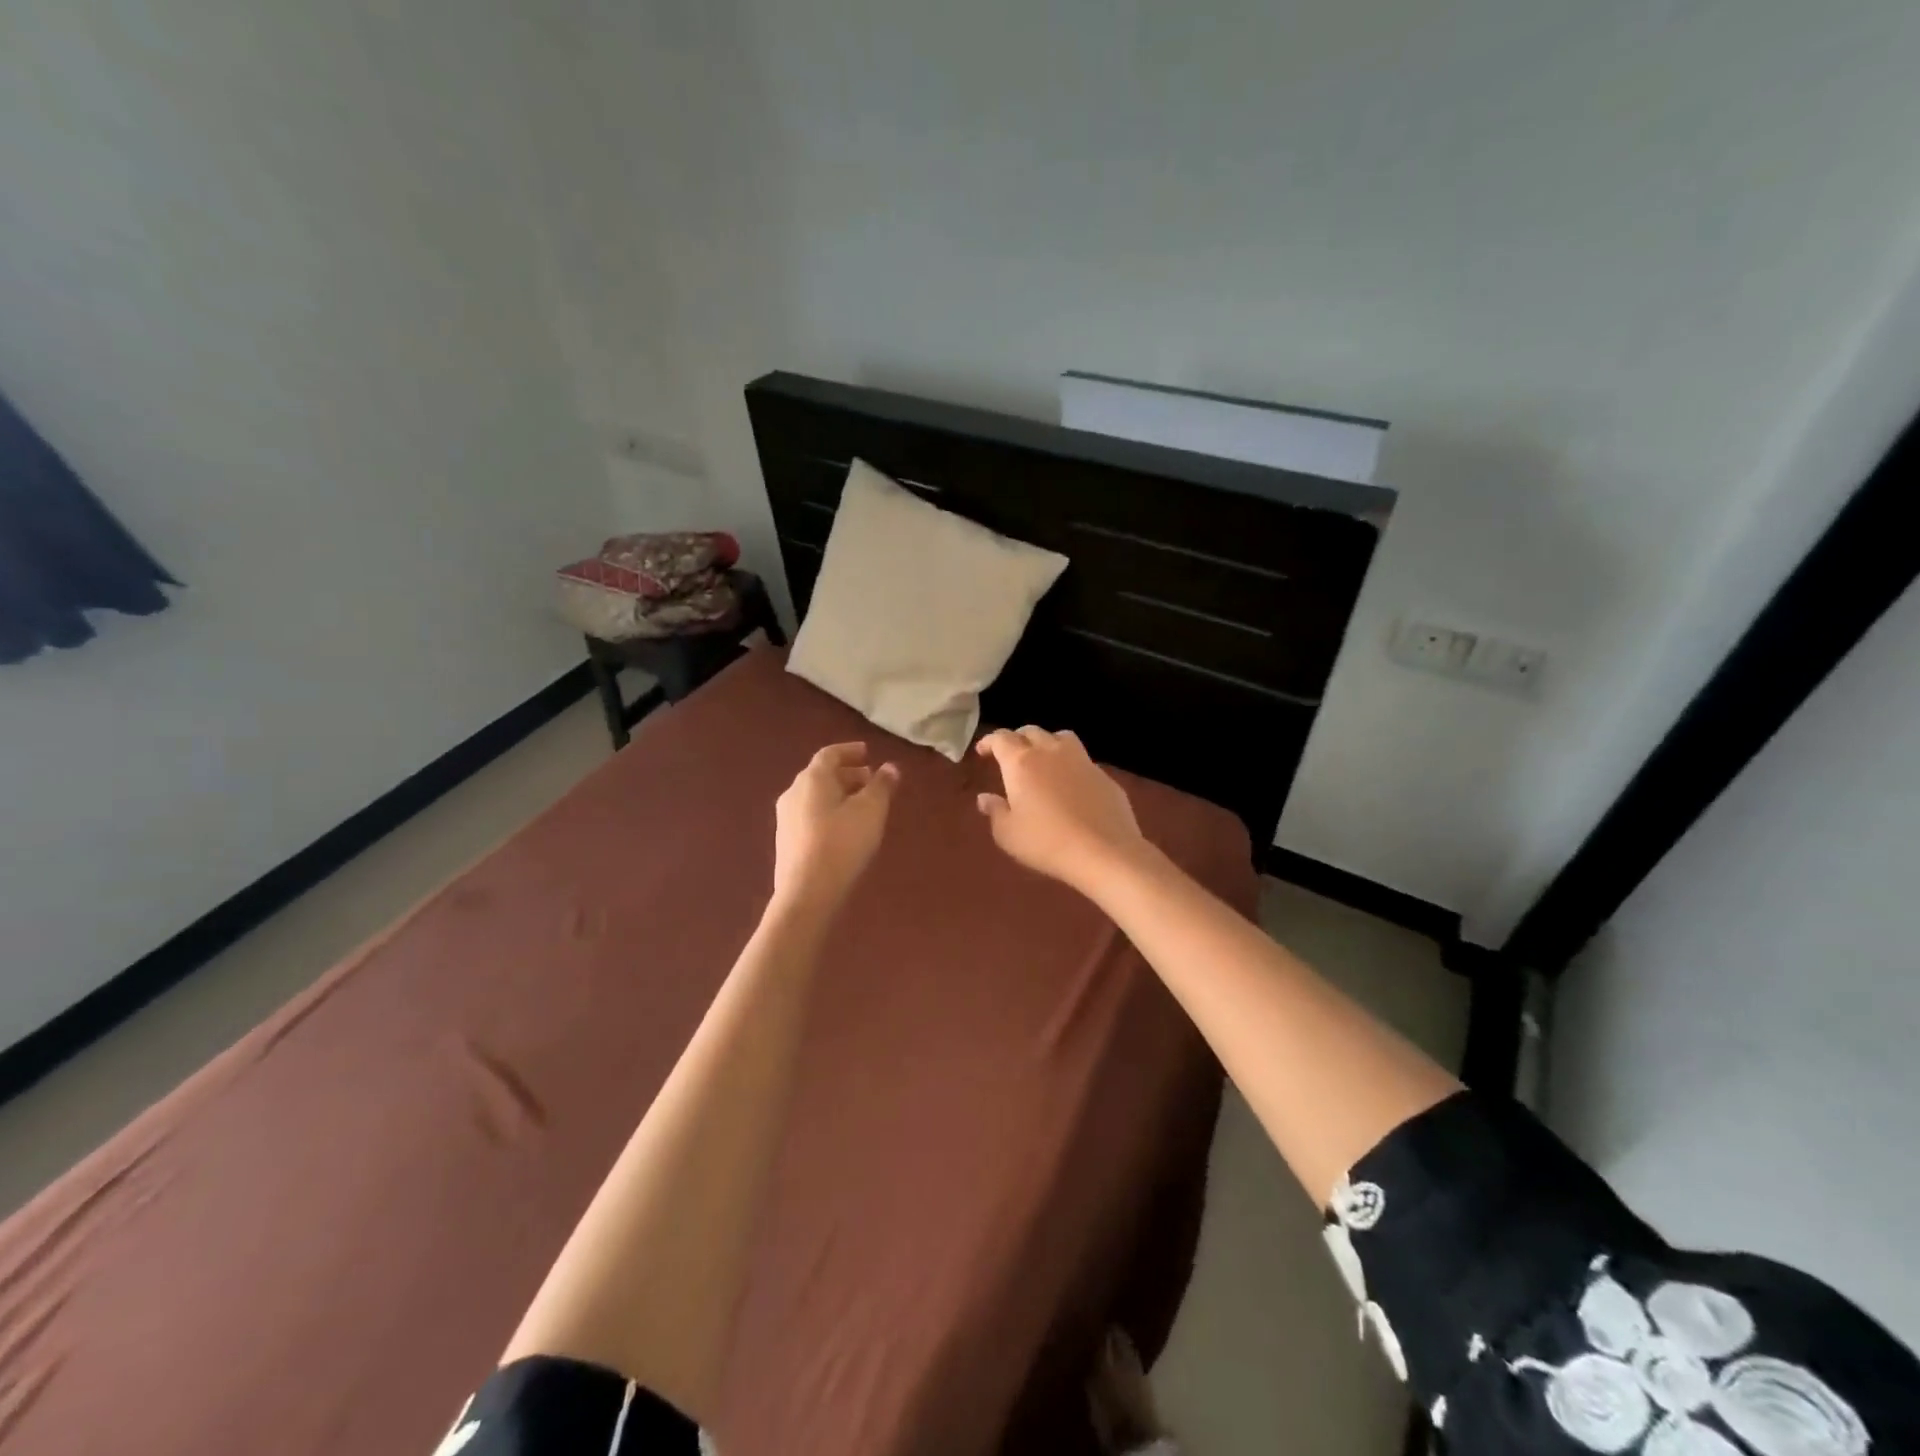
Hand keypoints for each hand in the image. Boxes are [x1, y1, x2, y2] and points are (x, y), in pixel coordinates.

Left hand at [772, 742, 899, 914]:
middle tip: (870, 780)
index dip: (850, 751)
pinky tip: (844, 829)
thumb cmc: (842, 843)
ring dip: (838, 794)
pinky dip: (828, 812)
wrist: (806, 893)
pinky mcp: (786, 842)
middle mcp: (793, 793)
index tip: (867, 752)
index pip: (830, 754)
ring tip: (861, 805)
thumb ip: (882, 786)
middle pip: (821, 775)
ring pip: (815, 797)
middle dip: (847, 774)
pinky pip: (810, 816)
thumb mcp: (871, 811)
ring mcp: (786, 819)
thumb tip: (890, 767)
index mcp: (812, 779)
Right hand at [975, 727, 1149, 893]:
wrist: (1105, 852)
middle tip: (1010, 755)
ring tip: (1042, 758)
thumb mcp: (1008, 834)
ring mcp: (1081, 760)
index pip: (1001, 739)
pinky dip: (1070, 764)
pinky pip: (1082, 759)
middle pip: (1031, 732)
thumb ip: (995, 812)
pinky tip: (1071, 784)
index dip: (989, 741)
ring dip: (1047, 742)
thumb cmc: (1047, 843)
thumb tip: (985, 798)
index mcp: (1021, 763)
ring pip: (1061, 737)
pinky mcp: (1103, 775)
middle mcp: (1050, 752)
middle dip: (1016, 739)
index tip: (983, 751)